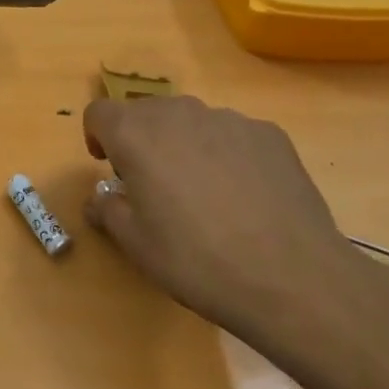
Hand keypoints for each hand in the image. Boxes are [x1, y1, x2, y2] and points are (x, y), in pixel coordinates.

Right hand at [81, 96, 388, 358]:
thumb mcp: (136, 245)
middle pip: (145, 112)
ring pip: (191, 121)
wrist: (290, 277)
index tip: (110, 169)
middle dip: (141, 140)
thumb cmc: (196, 260)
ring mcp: (229, 120)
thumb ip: (108, 210)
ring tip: (204, 194)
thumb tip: (100, 198)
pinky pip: (232, 134)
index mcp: (136, 134)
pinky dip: (225, 154)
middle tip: (153, 186)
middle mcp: (179, 113)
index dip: (97, 136)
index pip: (99, 112)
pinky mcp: (269, 134)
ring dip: (183, 145)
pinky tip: (244, 197)